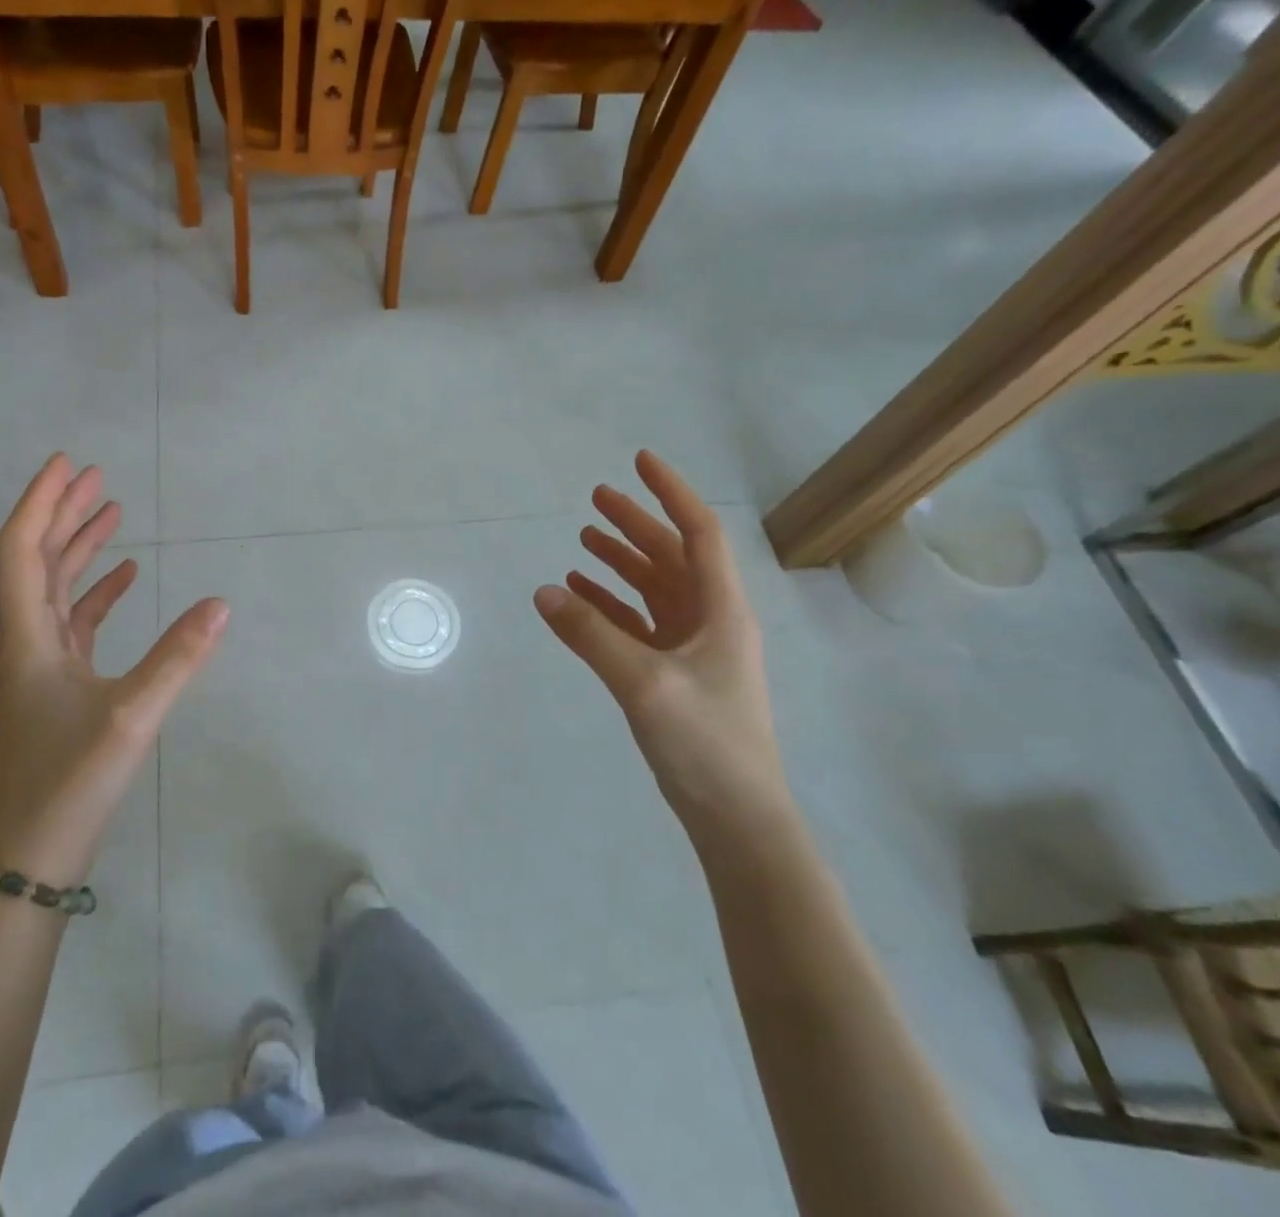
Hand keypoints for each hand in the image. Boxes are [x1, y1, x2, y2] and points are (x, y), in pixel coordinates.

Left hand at [0, 455, 227, 884]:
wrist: (32, 853)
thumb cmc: (69, 781)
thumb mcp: (130, 717)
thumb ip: (178, 658)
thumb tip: (221, 604)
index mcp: (29, 636)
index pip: (23, 549)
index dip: (40, 501)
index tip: (66, 464)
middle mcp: (28, 639)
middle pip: (38, 558)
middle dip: (63, 512)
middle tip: (93, 474)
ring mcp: (43, 662)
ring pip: (56, 587)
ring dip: (79, 546)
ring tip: (111, 510)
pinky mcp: (60, 683)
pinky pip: (77, 620)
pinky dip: (98, 592)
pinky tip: (128, 577)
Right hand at [534, 451, 789, 840]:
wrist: (737, 818)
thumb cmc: (705, 742)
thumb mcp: (644, 683)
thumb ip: (591, 635)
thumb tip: (543, 592)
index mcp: (720, 610)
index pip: (698, 534)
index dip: (670, 494)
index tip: (640, 461)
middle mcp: (710, 620)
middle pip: (672, 555)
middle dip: (636, 524)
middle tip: (596, 497)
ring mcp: (693, 648)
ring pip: (654, 588)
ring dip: (621, 562)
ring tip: (584, 540)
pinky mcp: (674, 674)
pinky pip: (638, 623)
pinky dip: (611, 604)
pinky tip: (580, 595)